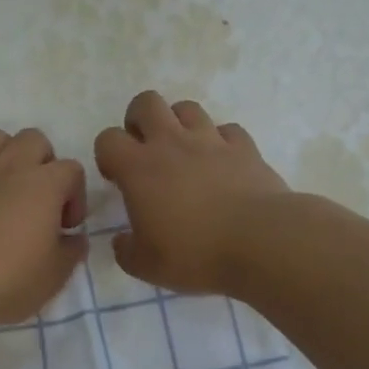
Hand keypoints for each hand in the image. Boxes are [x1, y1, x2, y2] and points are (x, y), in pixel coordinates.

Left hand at [0, 128, 87, 323]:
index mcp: (45, 183)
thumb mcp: (55, 274)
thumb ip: (72, 250)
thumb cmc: (10, 275)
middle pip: (35, 139)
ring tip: (4, 186)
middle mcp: (11, 165)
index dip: (75, 195)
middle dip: (42, 162)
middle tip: (39, 197)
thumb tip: (74, 238)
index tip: (66, 225)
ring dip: (5, 155)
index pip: (73, 169)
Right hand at [94, 91, 290, 295]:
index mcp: (139, 168)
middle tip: (146, 150)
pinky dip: (221, 141)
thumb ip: (126, 251)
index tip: (117, 177)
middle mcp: (171, 143)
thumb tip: (122, 242)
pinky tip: (223, 162)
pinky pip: (228, 130)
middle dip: (139, 119)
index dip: (107, 154)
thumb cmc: (195, 254)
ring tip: (184, 152)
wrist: (261, 242)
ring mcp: (211, 140)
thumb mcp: (147, 266)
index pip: (108, 139)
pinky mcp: (245, 147)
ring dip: (179, 124)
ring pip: (187, 108)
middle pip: (146, 102)